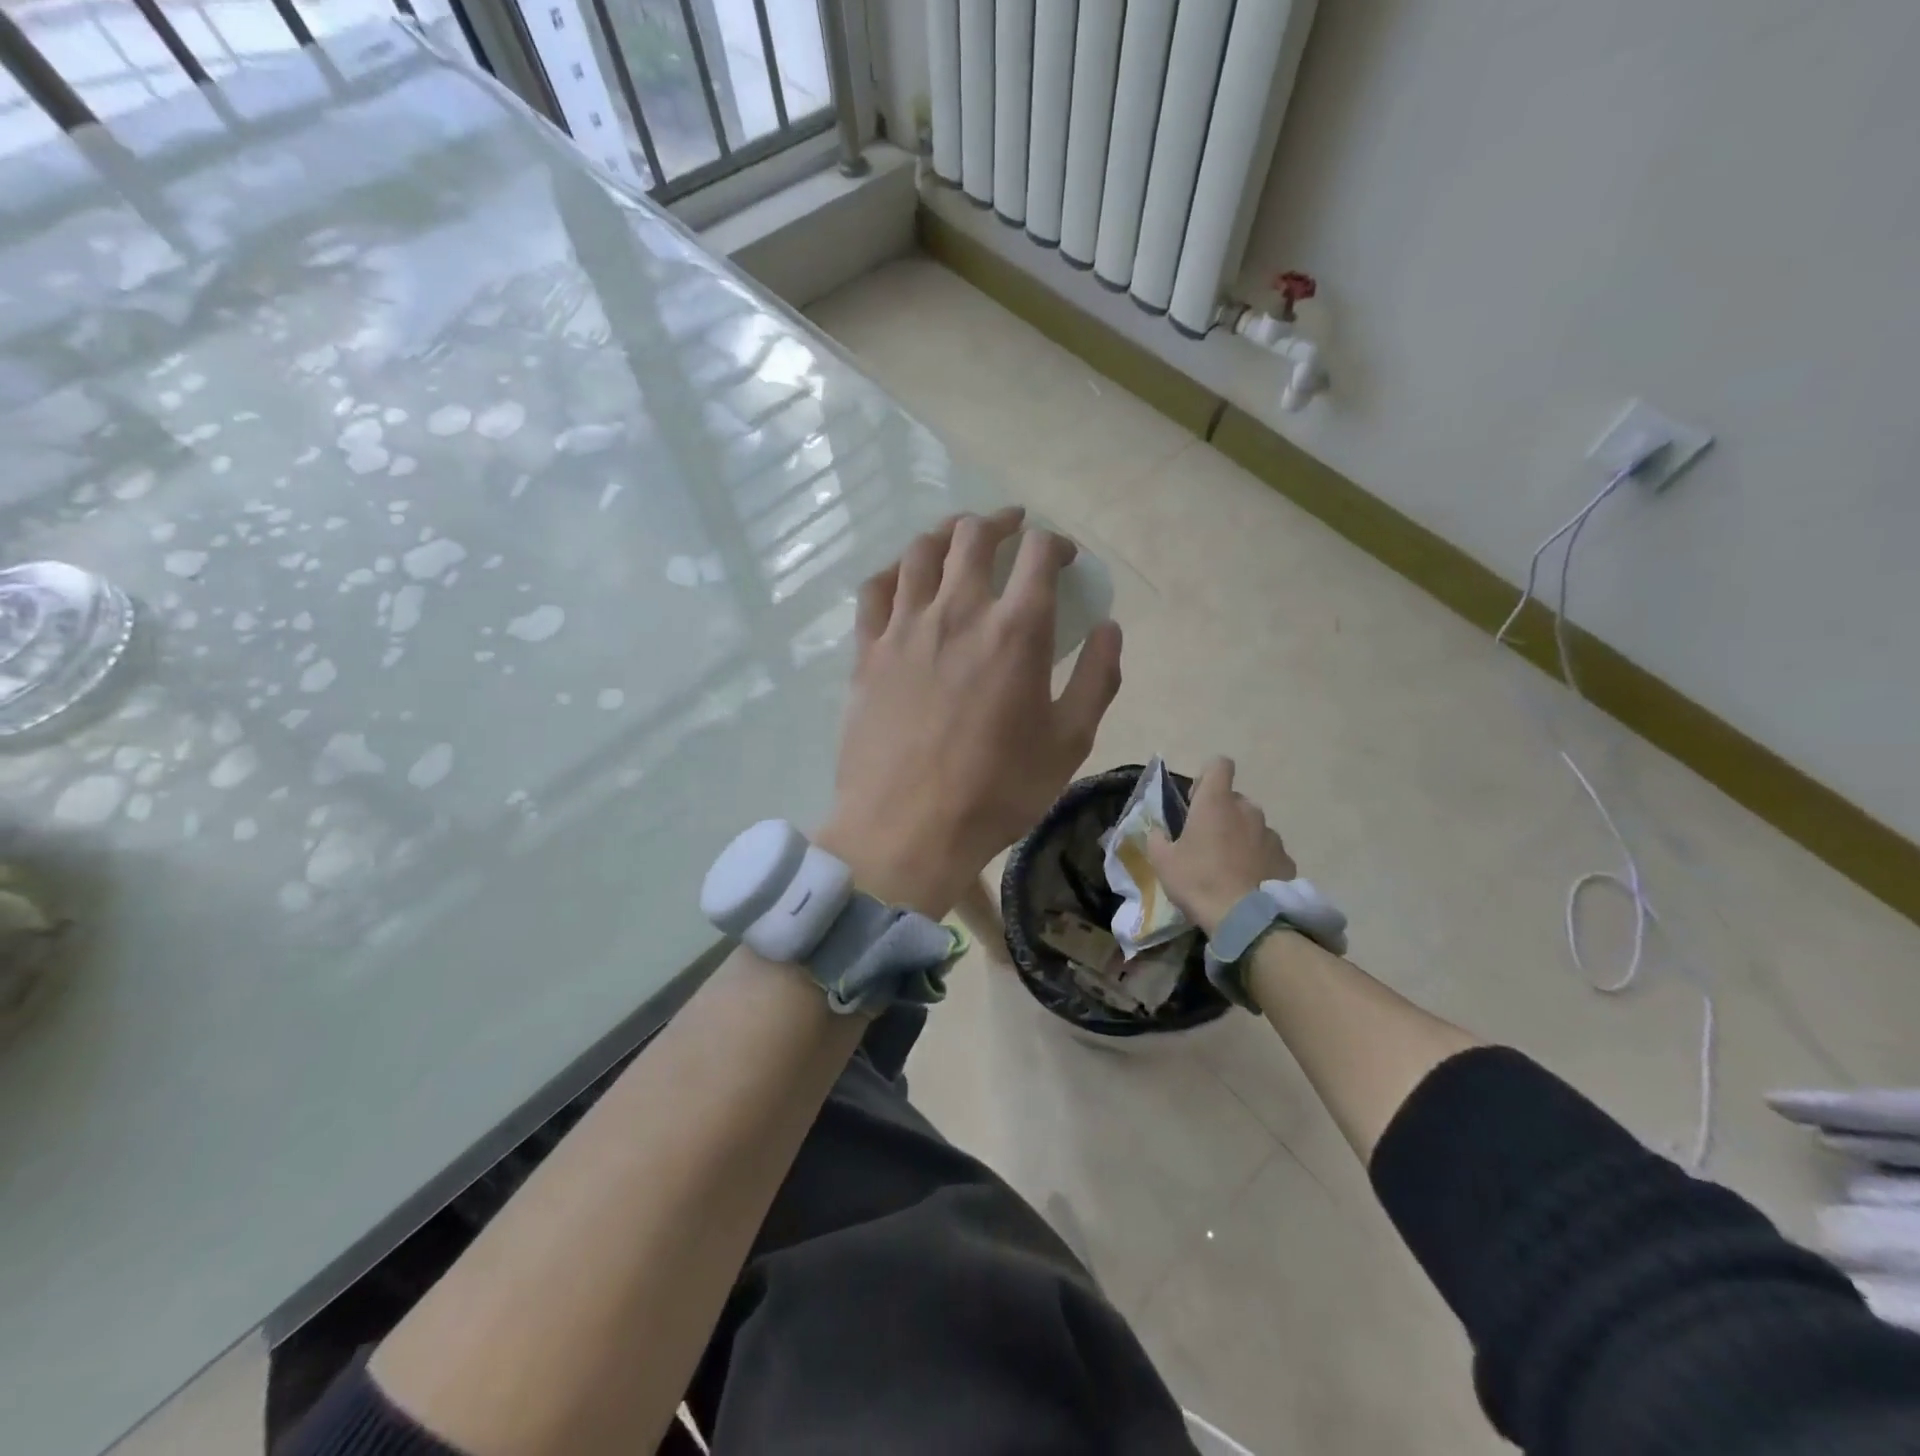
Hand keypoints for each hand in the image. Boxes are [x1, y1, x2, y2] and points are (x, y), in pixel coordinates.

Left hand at [819, 508, 1122, 917]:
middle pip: (974, 536)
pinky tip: (905, 576)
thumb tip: (1108, 628)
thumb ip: (1097, 679)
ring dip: (947, 534)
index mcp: (1015, 631)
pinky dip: (895, 570)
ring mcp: (904, 628)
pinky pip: (875, 589)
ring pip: (921, 551)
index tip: (1063, 558)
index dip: (1056, 544)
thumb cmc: (997, 792)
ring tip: (960, 539)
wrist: (908, 830)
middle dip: (1001, 523)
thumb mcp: (1069, 743)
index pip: (1038, 555)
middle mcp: (958, 612)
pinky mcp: (867, 651)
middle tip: (1013, 529)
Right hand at [1144, 757, 1295, 937]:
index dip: (1207, 777)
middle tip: (1206, 842)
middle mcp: (1247, 810)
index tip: (1196, 801)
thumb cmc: (1198, 881)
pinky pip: (1268, 851)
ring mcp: (1270, 835)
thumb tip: (1158, 831)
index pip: (1219, 765)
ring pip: (1252, 826)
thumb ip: (1157, 838)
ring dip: (1240, 837)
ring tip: (1228, 868)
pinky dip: (1258, 860)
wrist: (1244, 919)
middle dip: (1222, 814)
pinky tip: (1247, 883)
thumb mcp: (1163, 861)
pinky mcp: (1285, 859)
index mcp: (1216, 803)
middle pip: (1234, 799)